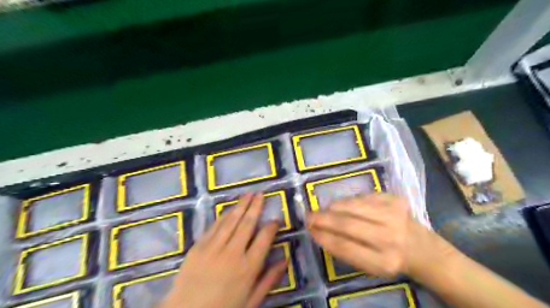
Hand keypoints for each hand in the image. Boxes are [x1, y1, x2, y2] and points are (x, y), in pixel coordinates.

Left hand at [160, 194, 287, 307]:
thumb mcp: (251, 301)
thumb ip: (269, 280)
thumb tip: (285, 260)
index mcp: (248, 268)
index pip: (264, 238)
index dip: (271, 226)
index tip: (275, 219)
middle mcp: (232, 253)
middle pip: (247, 223)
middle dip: (256, 207)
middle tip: (261, 194)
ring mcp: (213, 247)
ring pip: (231, 220)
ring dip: (241, 205)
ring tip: (248, 194)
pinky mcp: (198, 246)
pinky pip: (214, 226)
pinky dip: (224, 215)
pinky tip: (230, 208)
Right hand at [307, 194, 452, 278]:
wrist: (422, 248)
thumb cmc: (391, 260)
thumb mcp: (370, 267)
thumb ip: (345, 250)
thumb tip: (319, 231)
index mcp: (383, 262)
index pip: (345, 246)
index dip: (323, 236)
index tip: (309, 230)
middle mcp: (390, 237)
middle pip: (347, 223)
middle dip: (323, 218)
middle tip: (309, 216)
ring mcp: (394, 214)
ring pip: (352, 205)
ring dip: (333, 207)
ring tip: (324, 210)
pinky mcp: (394, 199)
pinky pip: (362, 196)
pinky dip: (348, 201)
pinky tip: (345, 207)